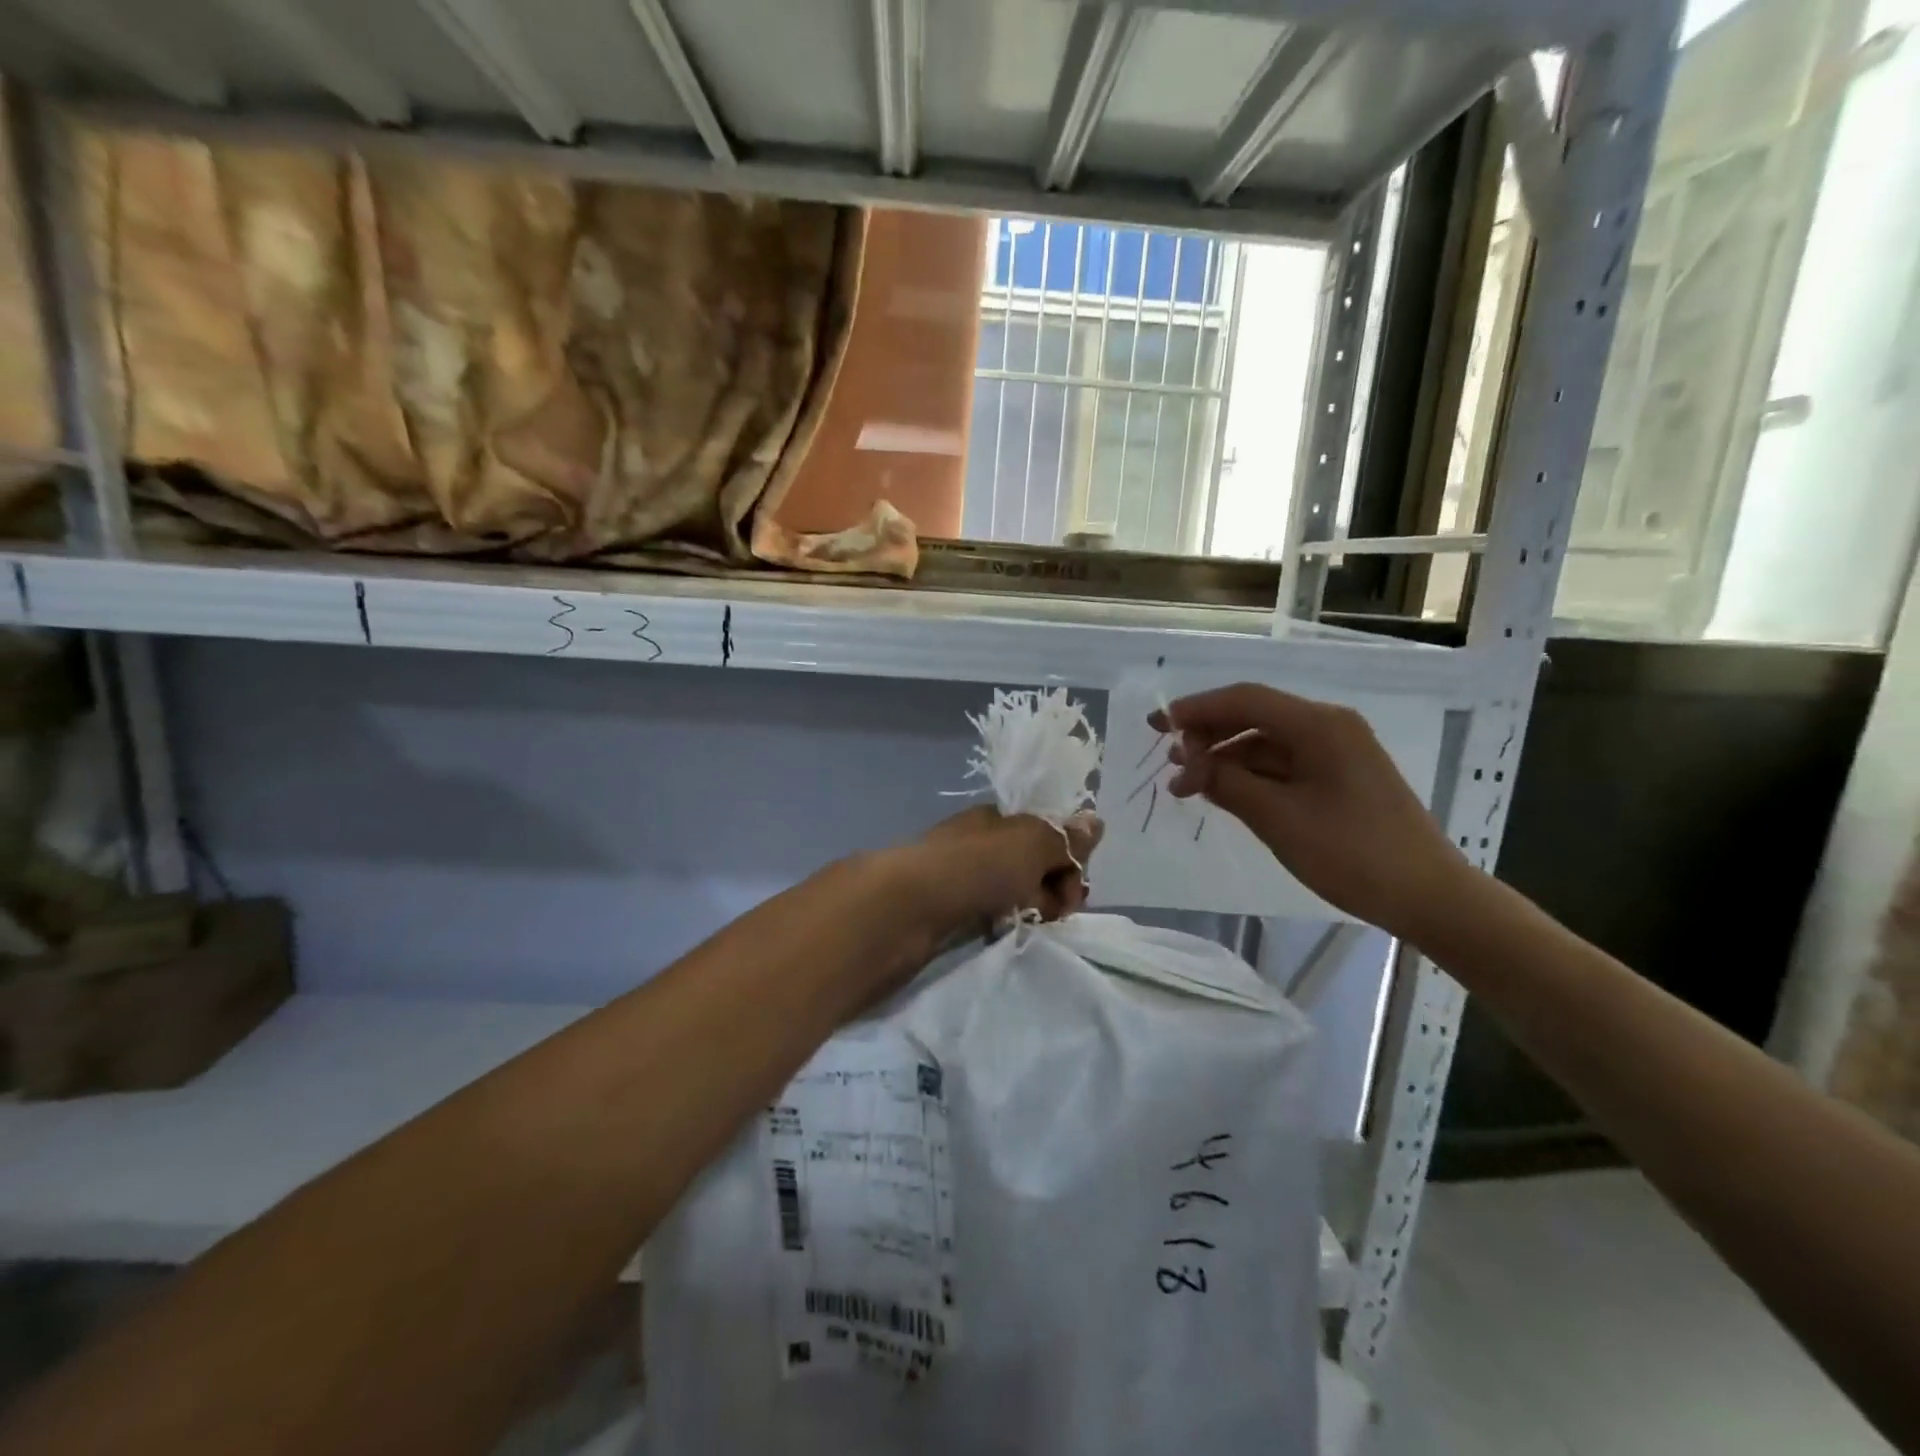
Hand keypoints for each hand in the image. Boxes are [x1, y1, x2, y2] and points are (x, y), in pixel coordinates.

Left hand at [892, 806, 1102, 938]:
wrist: (907, 907)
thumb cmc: (975, 866)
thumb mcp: (1031, 843)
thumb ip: (1065, 837)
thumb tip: (1095, 822)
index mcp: (1000, 818)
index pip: (1050, 834)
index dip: (1070, 860)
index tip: (1075, 887)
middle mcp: (983, 843)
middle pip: (1036, 864)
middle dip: (1055, 889)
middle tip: (1053, 910)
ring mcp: (965, 877)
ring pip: (1016, 892)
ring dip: (1032, 909)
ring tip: (1028, 924)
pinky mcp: (951, 910)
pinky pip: (993, 914)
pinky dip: (1004, 923)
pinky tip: (1002, 932)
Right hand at [1151, 684, 1467, 942]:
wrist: (1428, 896)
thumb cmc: (1352, 853)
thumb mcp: (1278, 819)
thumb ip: (1228, 784)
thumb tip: (1191, 765)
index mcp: (1319, 725)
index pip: (1245, 700)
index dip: (1196, 709)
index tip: (1156, 725)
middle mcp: (1329, 727)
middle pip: (1254, 716)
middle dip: (1207, 734)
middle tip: (1168, 761)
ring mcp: (1337, 752)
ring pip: (1266, 742)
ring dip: (1225, 758)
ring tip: (1187, 785)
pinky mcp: (1339, 777)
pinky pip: (1283, 764)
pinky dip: (1250, 775)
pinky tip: (1223, 793)